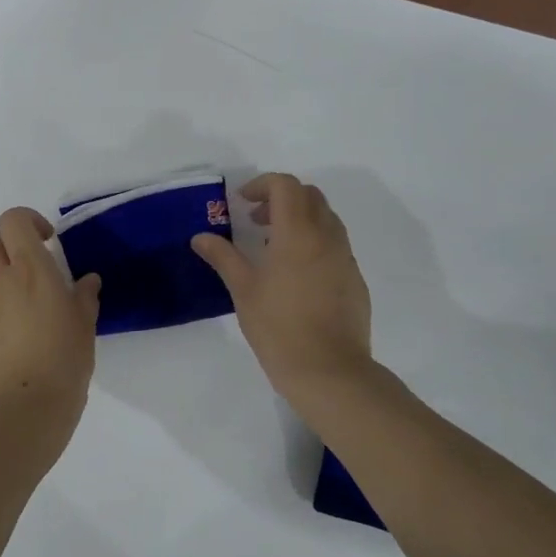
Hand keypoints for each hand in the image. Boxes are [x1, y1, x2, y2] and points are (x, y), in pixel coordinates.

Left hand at [0, 207, 101, 451]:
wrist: (20, 412)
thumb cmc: (62, 362)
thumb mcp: (85, 326)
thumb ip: (84, 297)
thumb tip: (86, 281)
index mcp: (30, 269)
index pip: (12, 219)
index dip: (29, 221)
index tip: (50, 241)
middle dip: (7, 240)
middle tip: (34, 262)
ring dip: (1, 270)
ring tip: (28, 297)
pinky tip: (20, 327)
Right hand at [191, 174, 372, 392]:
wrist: (330, 371)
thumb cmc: (279, 327)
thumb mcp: (243, 290)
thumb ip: (223, 257)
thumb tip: (200, 237)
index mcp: (298, 233)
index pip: (285, 186)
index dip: (262, 185)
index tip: (242, 203)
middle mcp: (327, 237)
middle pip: (309, 195)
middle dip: (281, 198)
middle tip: (256, 221)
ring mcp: (345, 258)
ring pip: (326, 218)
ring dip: (300, 219)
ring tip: (274, 247)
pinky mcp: (355, 279)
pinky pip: (335, 245)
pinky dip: (314, 242)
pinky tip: (296, 275)